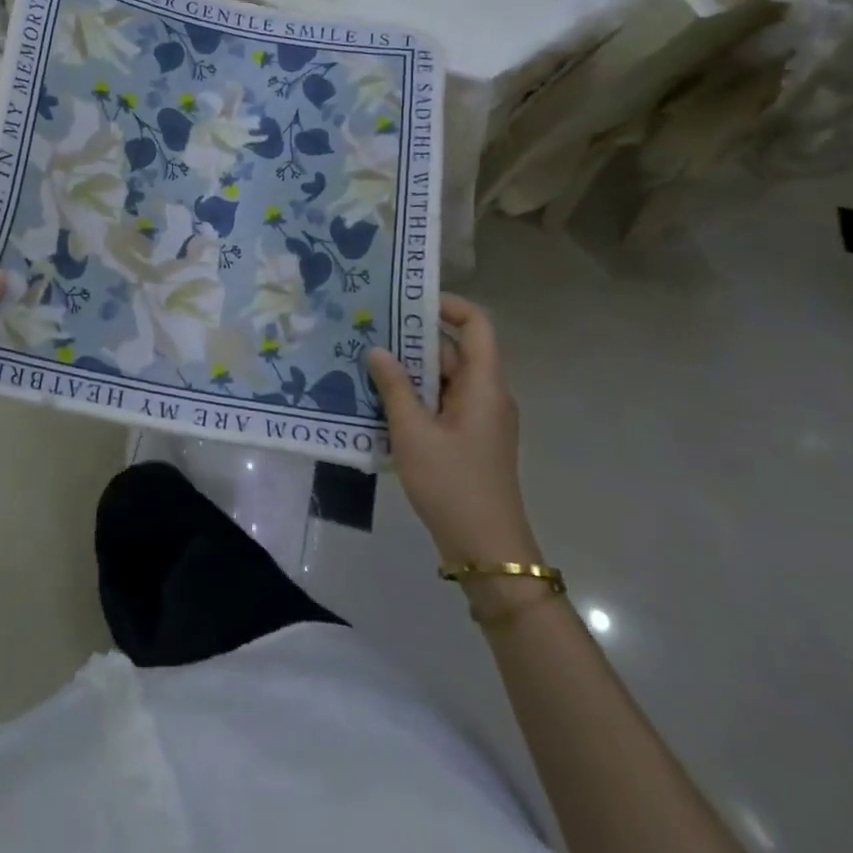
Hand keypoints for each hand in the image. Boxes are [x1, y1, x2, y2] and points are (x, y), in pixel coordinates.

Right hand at [367, 296, 540, 567]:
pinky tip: (379, 400)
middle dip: (413, 339)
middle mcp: (486, 394)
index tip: (406, 301)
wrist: (486, 550)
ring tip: (365, 361)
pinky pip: (441, 403)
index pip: (477, 325)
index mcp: (484, 385)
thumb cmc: (452, 484)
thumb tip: (377, 349)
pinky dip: (414, 396)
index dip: (448, 305)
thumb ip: (393, 387)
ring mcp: (479, 418)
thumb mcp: (413, 432)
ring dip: (409, 370)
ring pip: (443, 378)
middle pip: (453, 350)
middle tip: (369, 330)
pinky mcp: (468, 439)